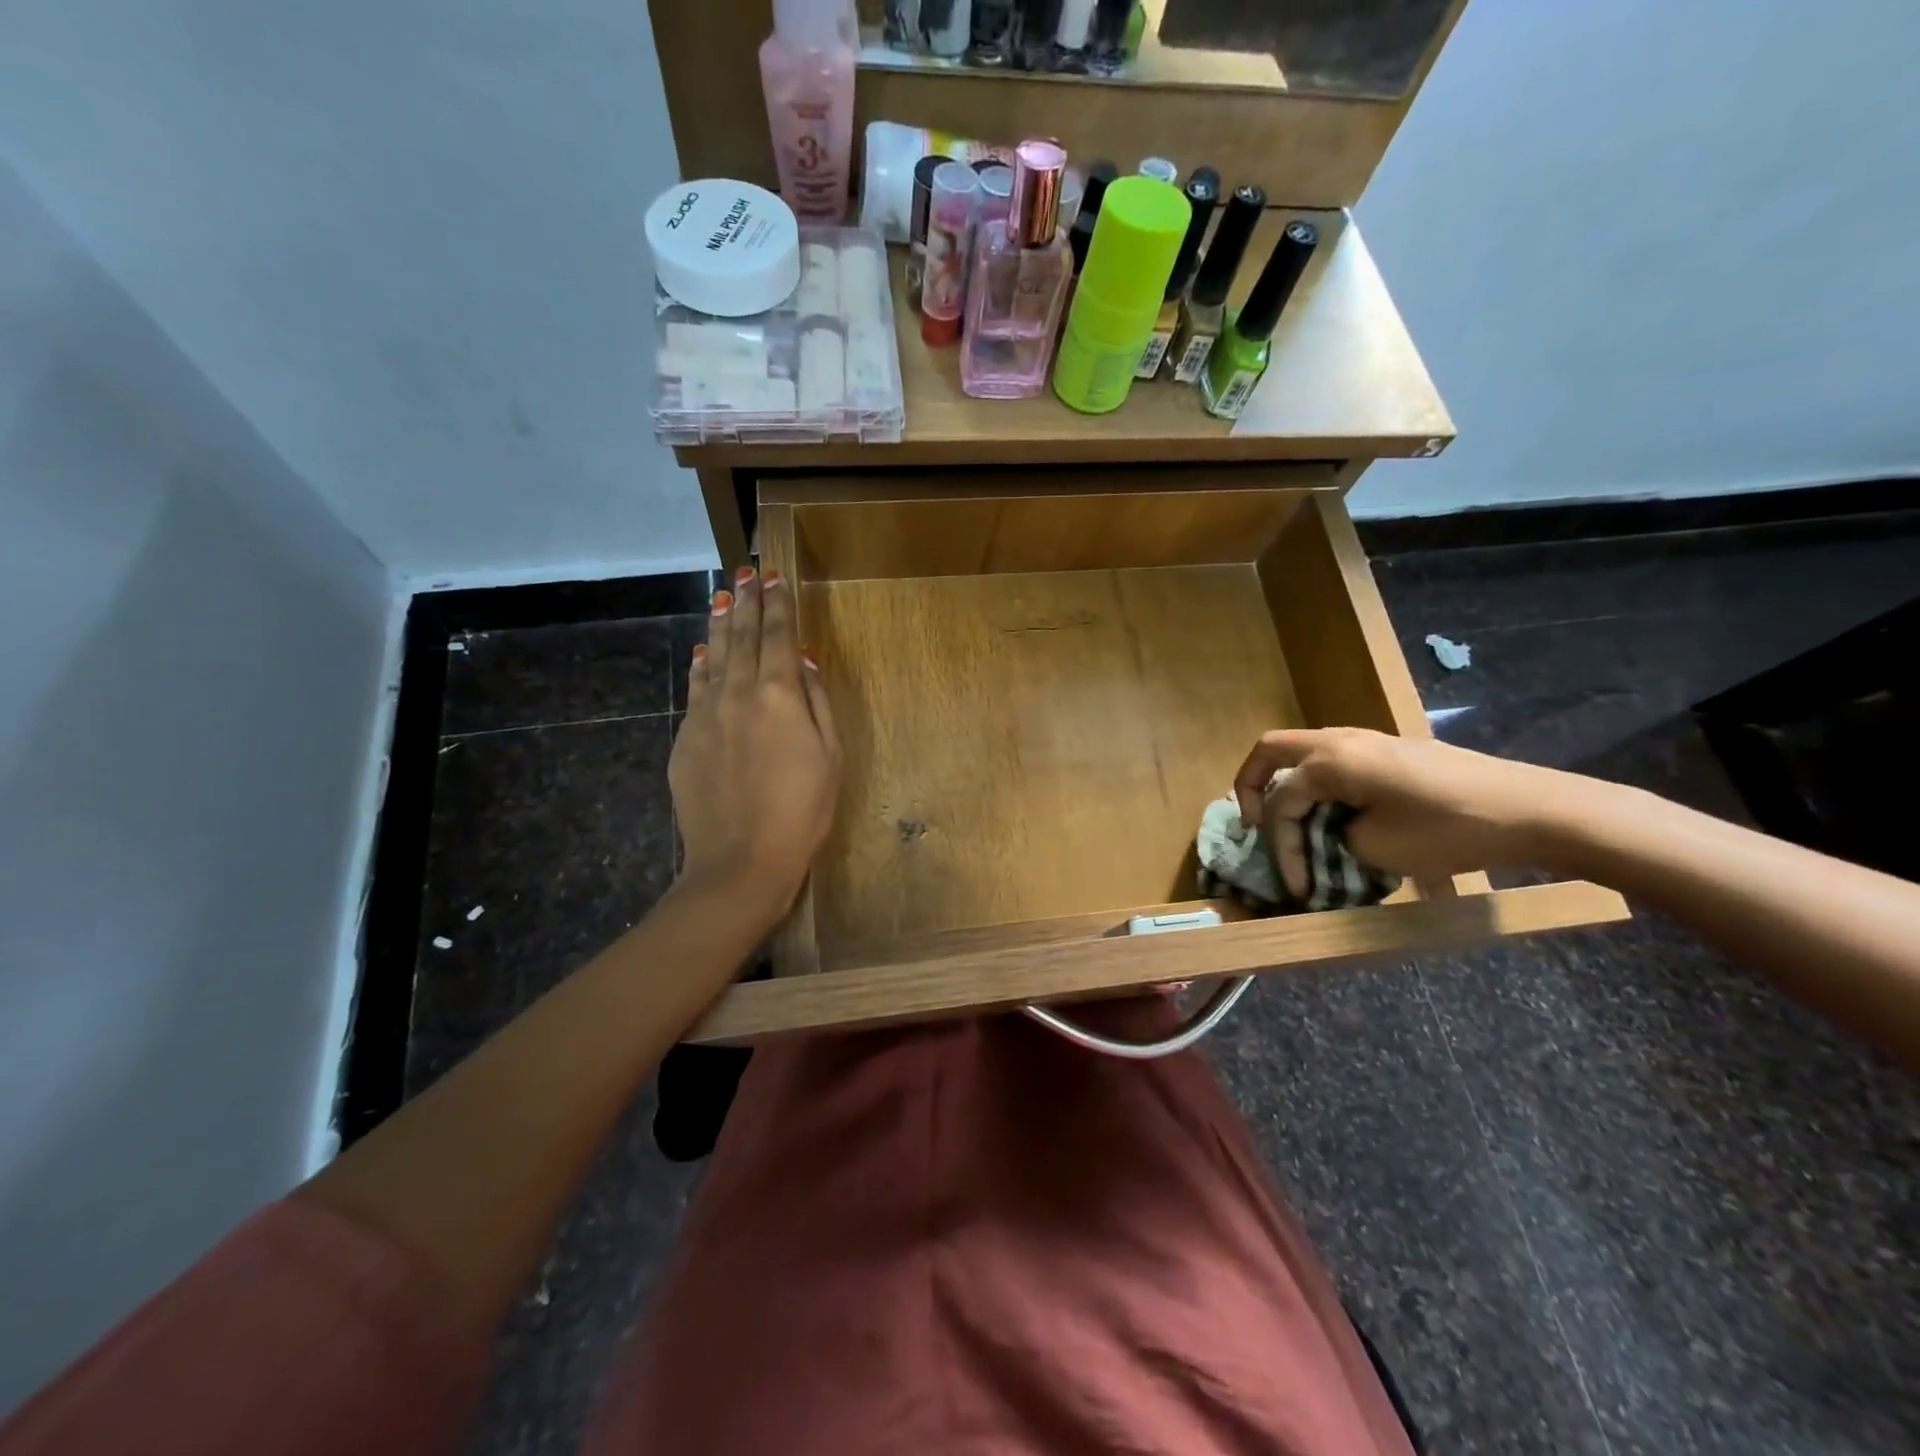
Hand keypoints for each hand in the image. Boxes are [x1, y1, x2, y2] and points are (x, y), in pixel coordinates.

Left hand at [669, 566, 840, 916]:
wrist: (740, 861)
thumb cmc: (802, 812)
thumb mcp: (831, 757)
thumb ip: (817, 703)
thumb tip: (802, 661)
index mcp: (779, 695)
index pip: (778, 636)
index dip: (778, 604)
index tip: (775, 576)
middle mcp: (738, 693)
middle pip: (742, 637)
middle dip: (747, 601)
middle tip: (747, 572)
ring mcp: (705, 715)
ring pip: (713, 657)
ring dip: (720, 625)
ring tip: (723, 597)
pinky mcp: (685, 739)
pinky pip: (695, 689)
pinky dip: (700, 665)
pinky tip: (702, 652)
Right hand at [1232, 728, 1580, 891]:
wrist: (1531, 809)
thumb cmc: (1448, 829)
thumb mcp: (1377, 849)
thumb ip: (1333, 839)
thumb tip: (1326, 837)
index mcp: (1330, 761)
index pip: (1281, 803)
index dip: (1280, 847)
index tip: (1295, 887)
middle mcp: (1341, 740)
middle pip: (1271, 750)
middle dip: (1251, 785)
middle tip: (1252, 821)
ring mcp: (1369, 741)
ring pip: (1304, 754)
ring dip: (1290, 786)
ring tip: (1296, 827)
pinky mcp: (1392, 752)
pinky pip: (1336, 761)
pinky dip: (1321, 786)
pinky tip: (1337, 817)